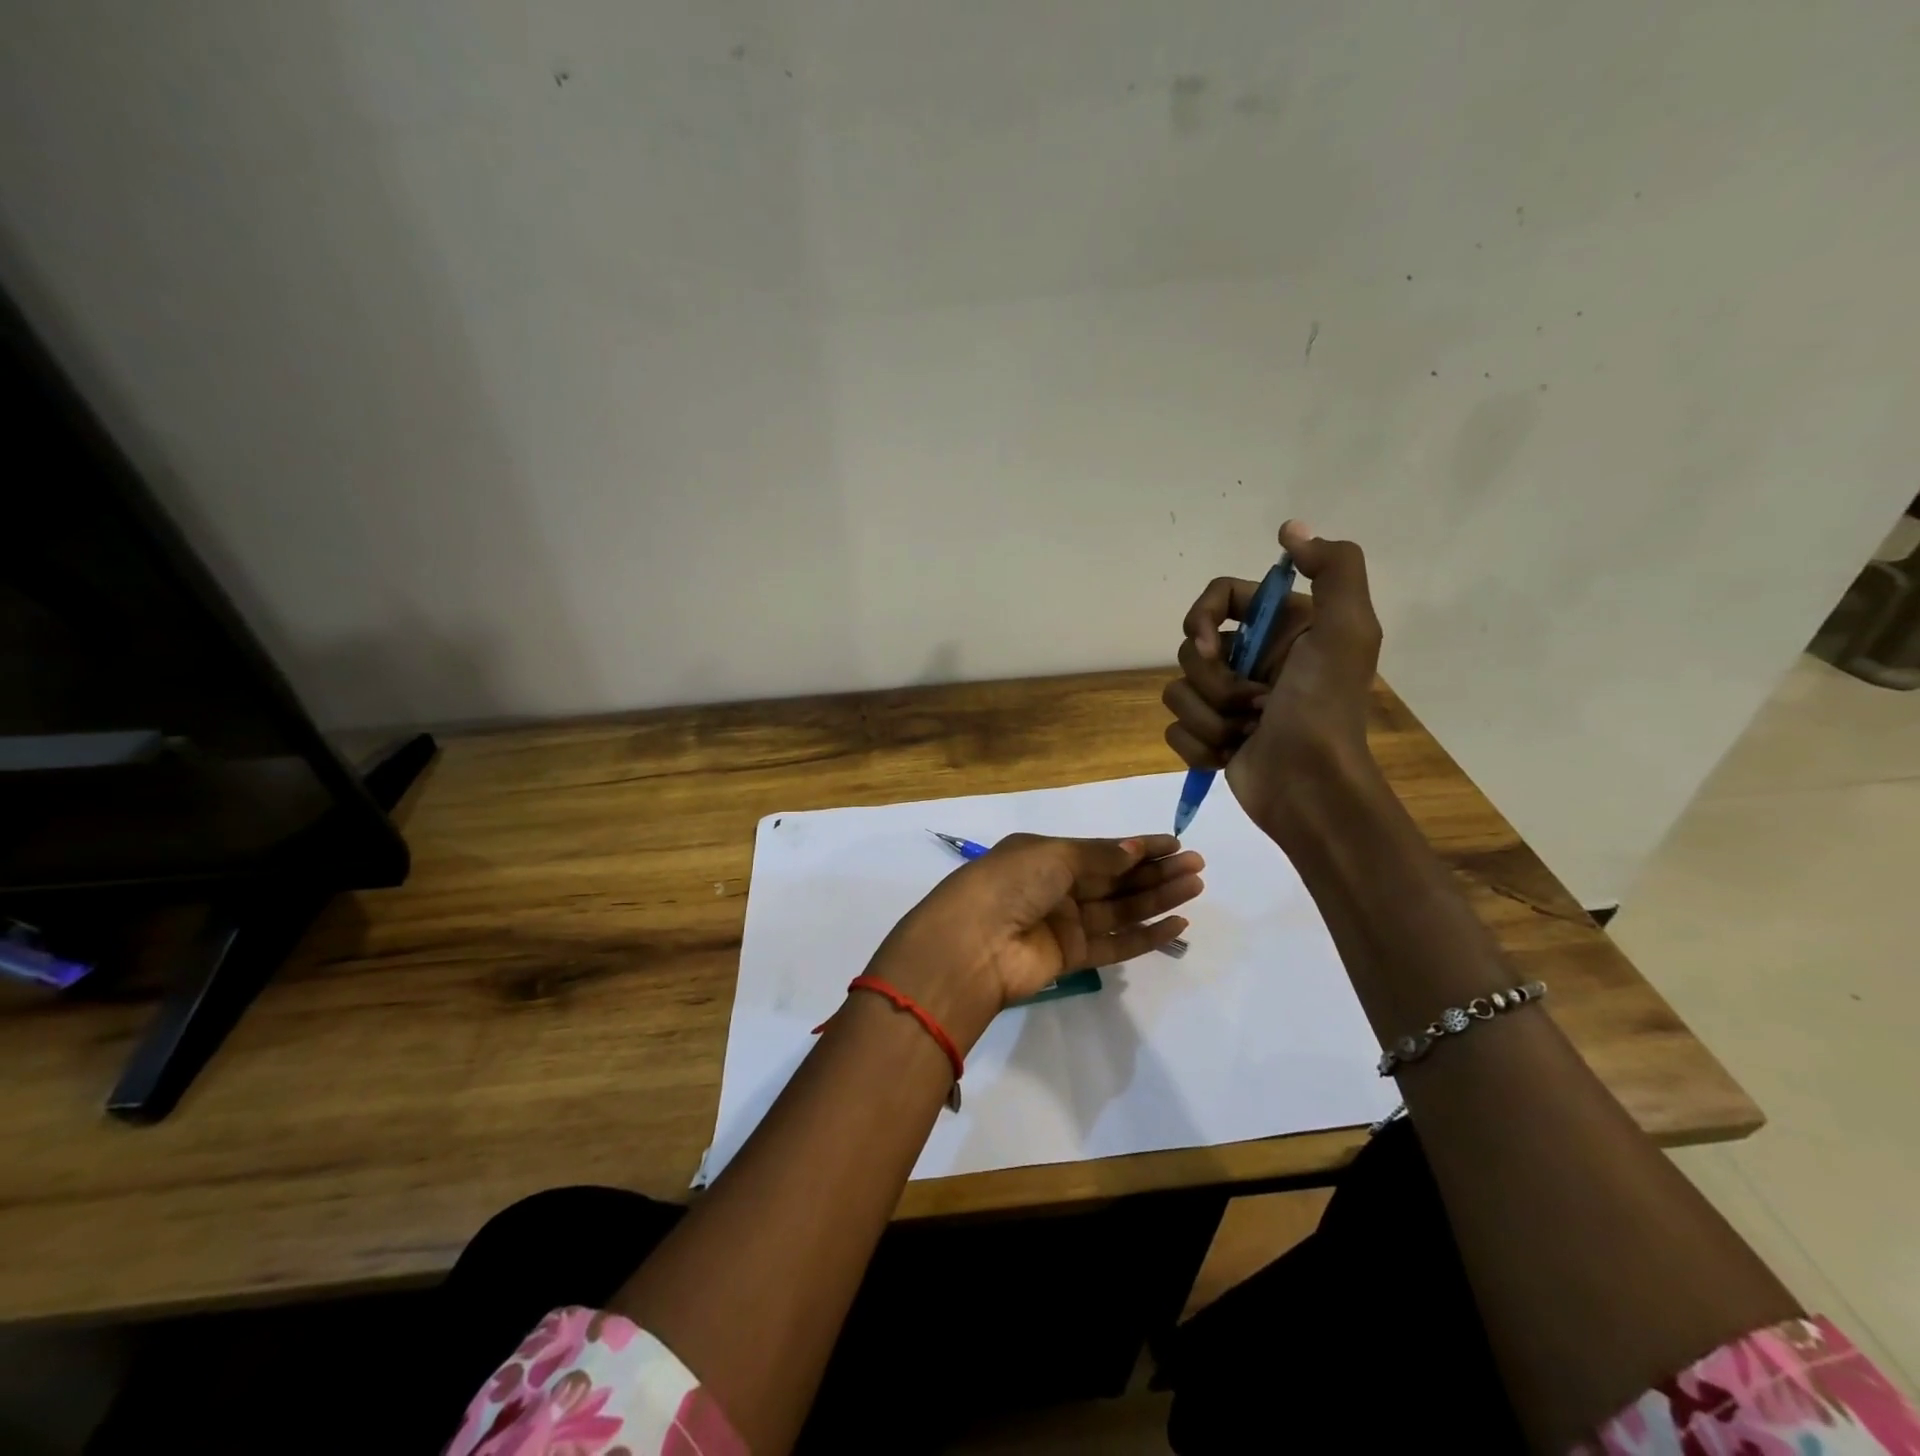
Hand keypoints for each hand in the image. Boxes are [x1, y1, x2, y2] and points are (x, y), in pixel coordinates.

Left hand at [865, 834, 1203, 1050]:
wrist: (971, 945)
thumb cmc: (1009, 884)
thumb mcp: (1054, 856)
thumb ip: (1099, 856)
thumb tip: (1136, 848)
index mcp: (1045, 855)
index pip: (1101, 850)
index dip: (1138, 847)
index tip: (1175, 843)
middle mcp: (1055, 887)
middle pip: (1115, 879)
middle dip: (1155, 871)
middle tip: (1197, 865)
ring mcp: (1063, 924)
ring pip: (1120, 909)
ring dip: (1157, 899)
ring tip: (1196, 886)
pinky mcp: (1071, 958)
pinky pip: (1115, 944)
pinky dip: (1145, 936)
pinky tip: (1176, 924)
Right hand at [1163, 520, 1383, 836]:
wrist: (1311, 788)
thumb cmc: (1324, 709)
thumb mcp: (1347, 630)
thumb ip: (1333, 569)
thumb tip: (1289, 529)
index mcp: (1282, 629)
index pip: (1219, 597)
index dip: (1203, 618)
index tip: (1210, 645)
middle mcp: (1254, 659)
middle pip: (1192, 648)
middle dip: (1214, 681)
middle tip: (1253, 703)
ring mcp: (1229, 701)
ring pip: (1179, 691)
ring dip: (1209, 716)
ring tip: (1246, 734)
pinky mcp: (1211, 736)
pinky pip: (1176, 728)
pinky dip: (1199, 745)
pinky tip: (1229, 755)